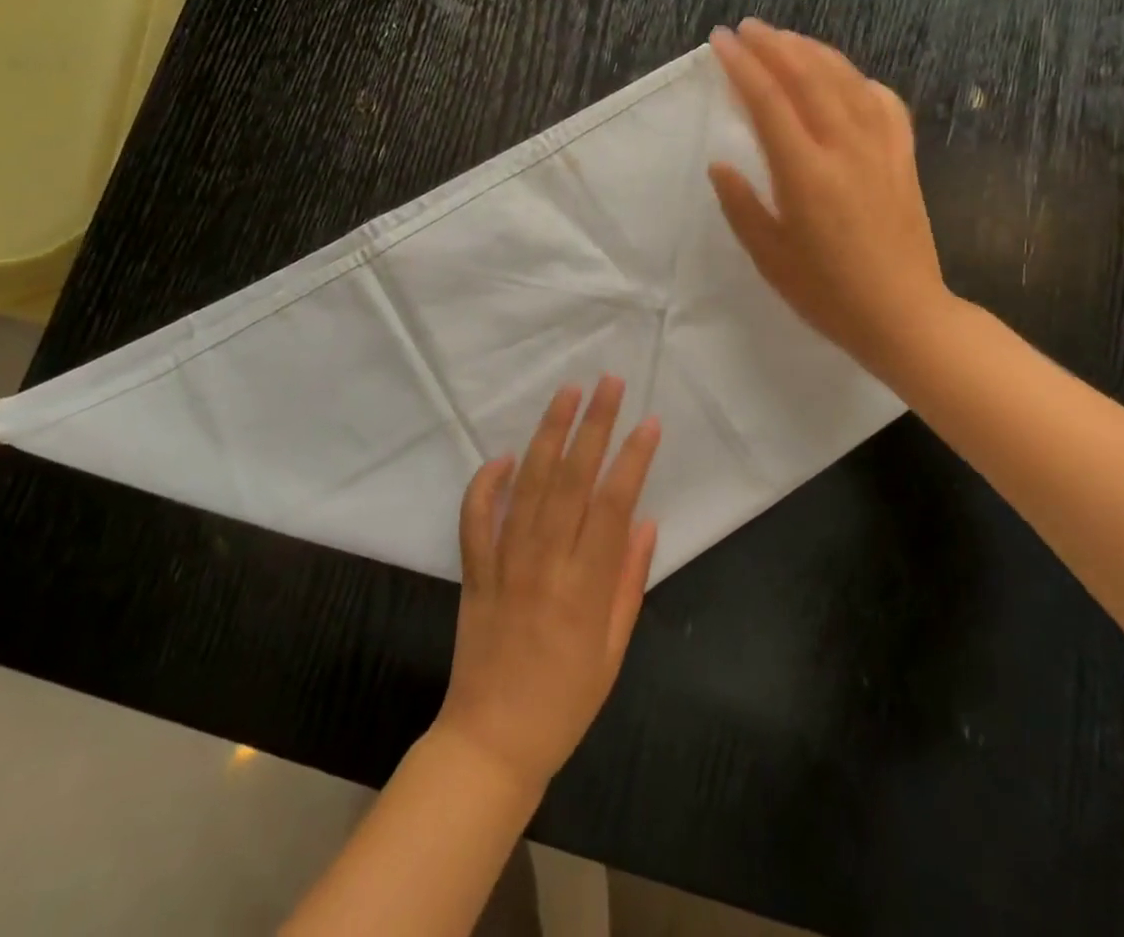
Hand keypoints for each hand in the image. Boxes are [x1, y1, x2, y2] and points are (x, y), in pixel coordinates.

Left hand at [436, 377, 659, 795]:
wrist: (492, 741)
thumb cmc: (566, 700)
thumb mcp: (614, 649)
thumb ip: (629, 581)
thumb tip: (646, 521)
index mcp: (586, 585)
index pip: (613, 504)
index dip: (633, 459)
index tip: (649, 422)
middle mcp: (546, 562)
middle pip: (573, 479)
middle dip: (593, 425)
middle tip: (609, 383)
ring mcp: (505, 562)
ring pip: (529, 485)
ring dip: (548, 434)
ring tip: (566, 393)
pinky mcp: (475, 570)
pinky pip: (476, 517)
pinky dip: (486, 483)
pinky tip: (503, 456)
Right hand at [708, 19, 953, 384]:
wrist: (904, 315)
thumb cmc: (828, 293)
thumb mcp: (769, 257)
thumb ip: (742, 205)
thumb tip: (721, 164)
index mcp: (805, 173)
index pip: (769, 100)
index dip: (743, 65)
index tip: (721, 41)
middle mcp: (845, 148)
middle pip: (809, 76)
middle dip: (775, 45)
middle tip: (748, 28)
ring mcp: (881, 149)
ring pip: (847, 81)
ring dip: (814, 52)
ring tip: (787, 38)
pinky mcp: (904, 159)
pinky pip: (884, 103)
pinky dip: (861, 81)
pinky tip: (848, 78)